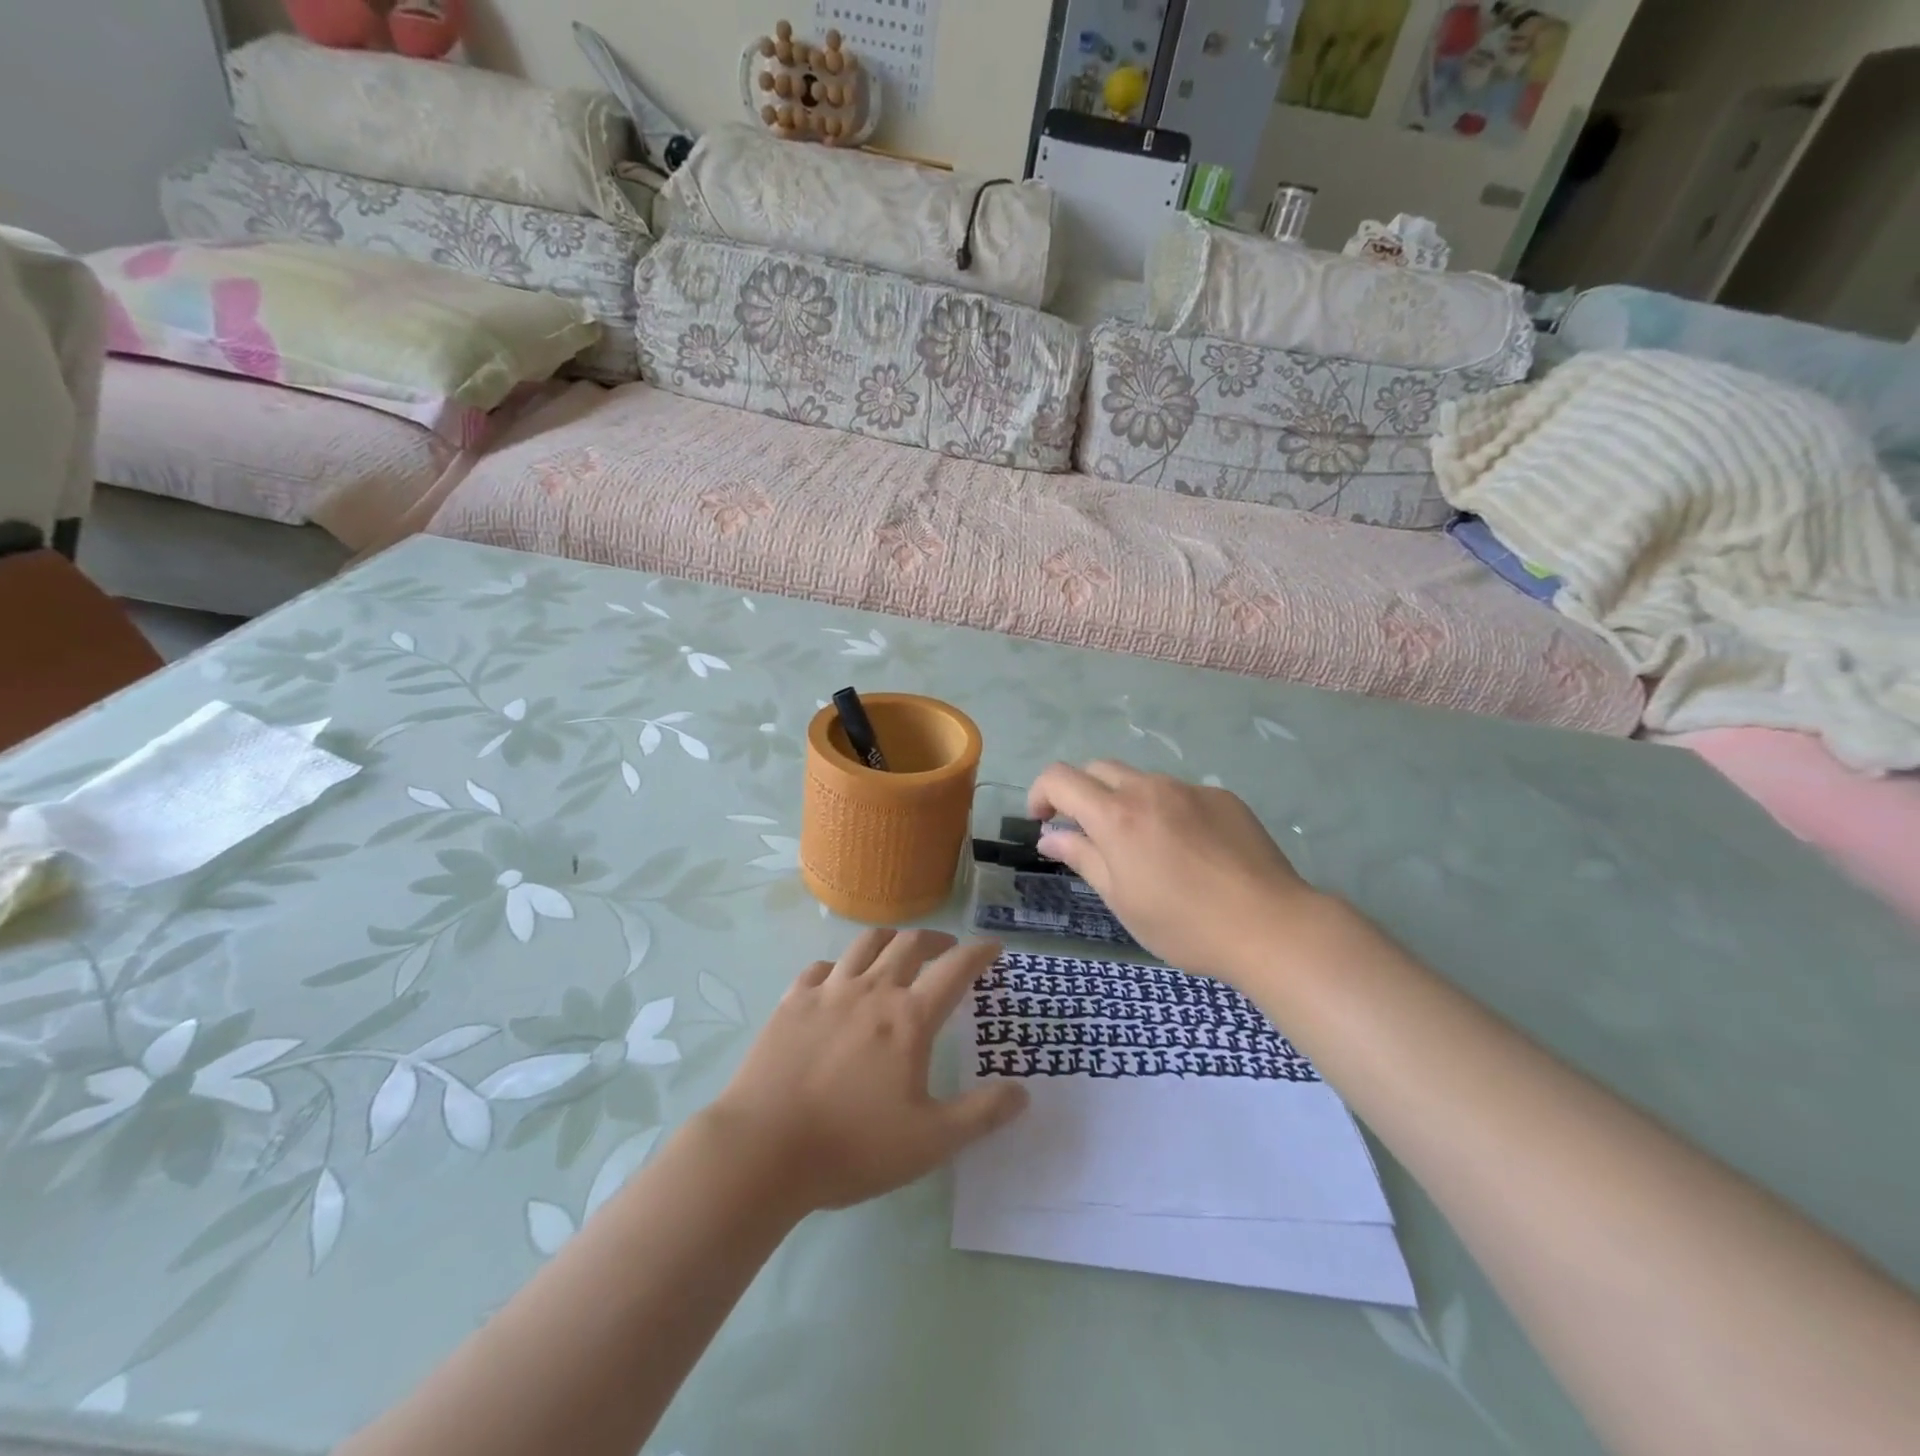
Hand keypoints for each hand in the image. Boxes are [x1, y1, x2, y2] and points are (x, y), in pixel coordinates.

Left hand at [704, 930, 1027, 1213]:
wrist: (763, 1149)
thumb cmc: (853, 1147)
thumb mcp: (930, 1142)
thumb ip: (981, 1115)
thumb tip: (1023, 1092)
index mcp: (909, 1018)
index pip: (955, 969)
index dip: (979, 952)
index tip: (993, 947)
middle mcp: (872, 990)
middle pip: (910, 944)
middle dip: (936, 940)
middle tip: (948, 949)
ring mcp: (828, 992)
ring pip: (865, 944)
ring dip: (891, 940)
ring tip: (898, 951)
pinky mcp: (792, 1002)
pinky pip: (822, 967)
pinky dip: (841, 966)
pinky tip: (839, 981)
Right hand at [1027, 761, 1320, 980]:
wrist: (1270, 925)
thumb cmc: (1184, 924)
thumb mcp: (1121, 899)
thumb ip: (1082, 857)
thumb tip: (1050, 837)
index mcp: (1116, 815)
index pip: (1060, 778)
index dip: (1041, 793)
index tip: (1043, 822)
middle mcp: (1150, 789)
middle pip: (1098, 769)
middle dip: (1081, 793)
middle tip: (1087, 834)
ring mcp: (1190, 789)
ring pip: (1141, 780)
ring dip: (1125, 801)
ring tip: (1144, 847)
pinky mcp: (1223, 797)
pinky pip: (1179, 793)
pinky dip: (1166, 810)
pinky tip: (1188, 850)